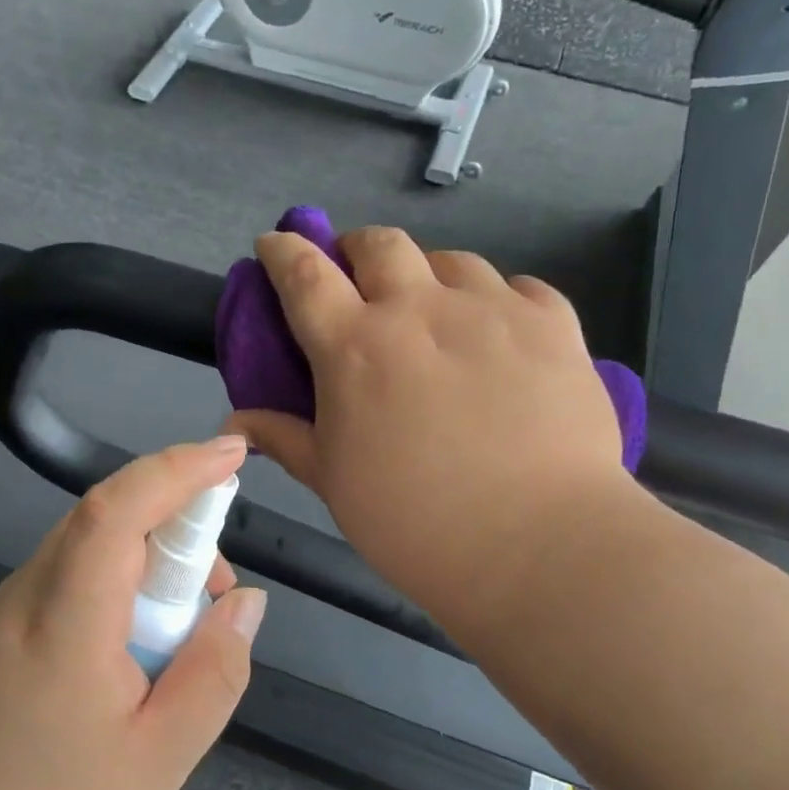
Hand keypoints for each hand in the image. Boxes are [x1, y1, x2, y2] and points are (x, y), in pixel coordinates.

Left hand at [0, 438, 267, 789]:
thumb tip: (245, 601)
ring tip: (179, 637)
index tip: (231, 453)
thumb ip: (212, 674)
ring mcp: (4, 606)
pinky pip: (70, 578)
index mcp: (64, 619)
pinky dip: (116, 588)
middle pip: (107, 519)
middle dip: (177, 530)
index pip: (117, 508)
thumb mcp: (156, 763)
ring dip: (148, 564)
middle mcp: (27, 592)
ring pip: (89, 548)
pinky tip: (130, 653)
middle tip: (215, 598)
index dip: (177, 469)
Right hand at [226, 226, 629, 641]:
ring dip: (428, 275)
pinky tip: (499, 331)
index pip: (305, 274)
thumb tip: (235, 423)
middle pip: (380, 244)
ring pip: (451, 260)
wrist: (539, 546)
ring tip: (434, 311)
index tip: (274, 244)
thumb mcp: (334, 483)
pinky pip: (519, 286)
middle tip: (358, 279)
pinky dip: (498, 298)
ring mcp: (492, 310)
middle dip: (357, 249)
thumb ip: (284, 439)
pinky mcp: (553, 325)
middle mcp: (420, 310)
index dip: (284, 251)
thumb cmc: (415, 522)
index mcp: (355, 347)